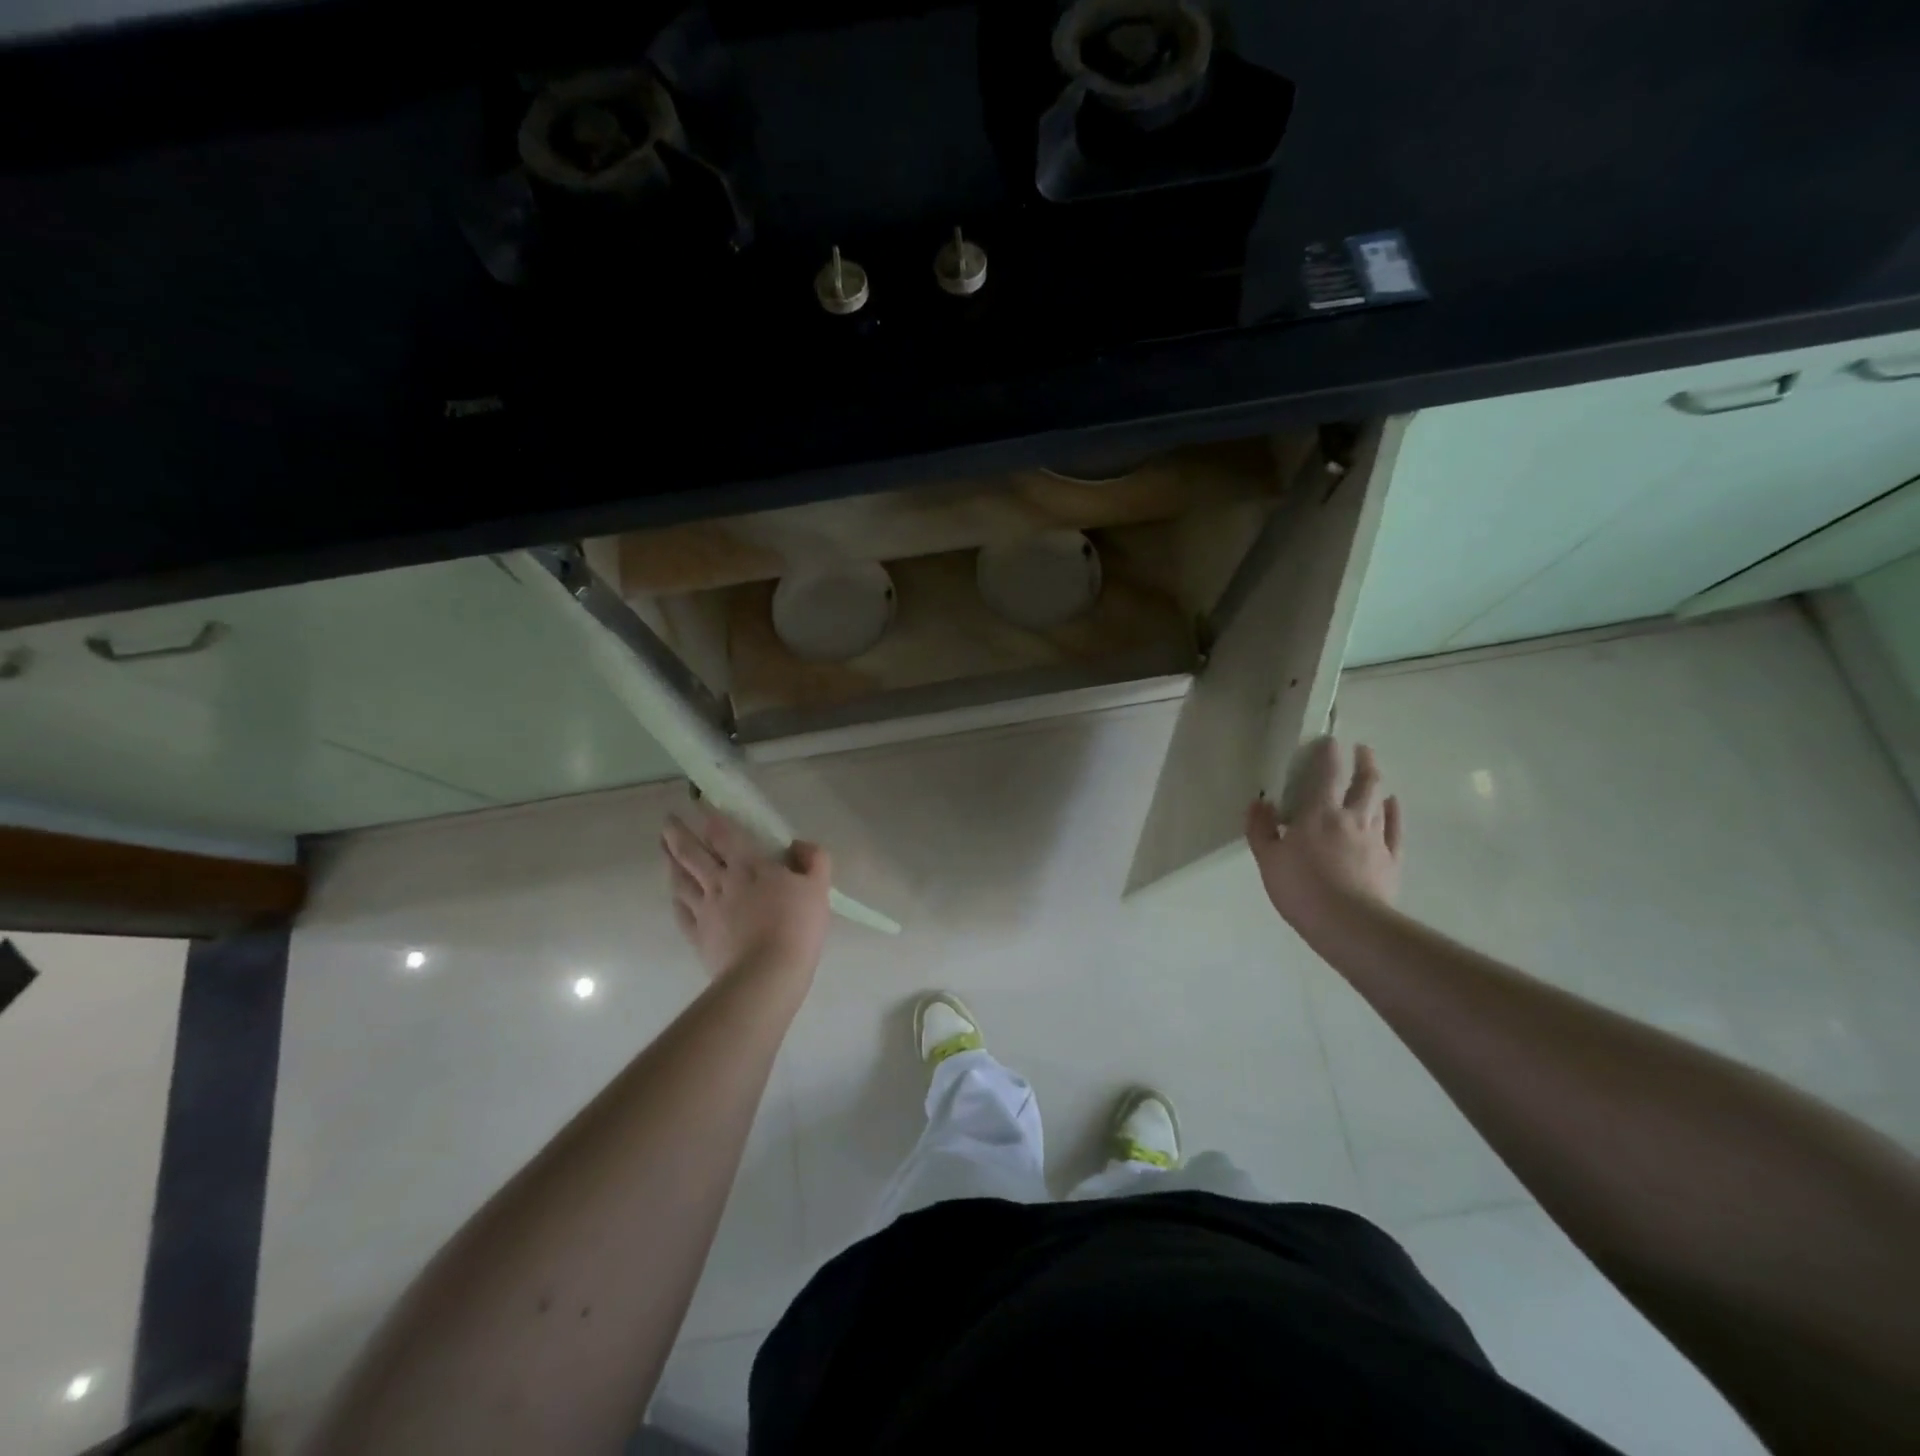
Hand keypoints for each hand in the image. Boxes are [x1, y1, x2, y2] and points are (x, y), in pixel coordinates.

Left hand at [661, 810, 831, 984]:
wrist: (767, 973)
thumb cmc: (796, 926)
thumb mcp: (818, 887)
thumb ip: (814, 859)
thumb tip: (799, 844)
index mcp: (749, 866)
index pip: (724, 834)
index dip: (710, 816)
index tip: (698, 802)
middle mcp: (721, 882)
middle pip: (693, 853)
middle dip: (679, 834)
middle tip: (667, 820)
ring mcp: (706, 910)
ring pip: (681, 880)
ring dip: (670, 861)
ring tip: (663, 849)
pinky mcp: (699, 936)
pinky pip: (682, 912)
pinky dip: (676, 899)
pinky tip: (673, 894)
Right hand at [1245, 737, 1402, 929]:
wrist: (1348, 924)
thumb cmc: (1301, 889)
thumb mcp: (1268, 859)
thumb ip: (1261, 829)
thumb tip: (1259, 802)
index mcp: (1318, 814)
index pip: (1327, 774)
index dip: (1329, 754)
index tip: (1330, 740)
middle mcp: (1351, 817)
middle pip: (1363, 782)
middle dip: (1363, 762)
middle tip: (1361, 749)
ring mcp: (1375, 838)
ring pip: (1379, 801)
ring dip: (1377, 783)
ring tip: (1374, 773)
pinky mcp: (1390, 859)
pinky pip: (1394, 828)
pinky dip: (1394, 812)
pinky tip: (1393, 804)